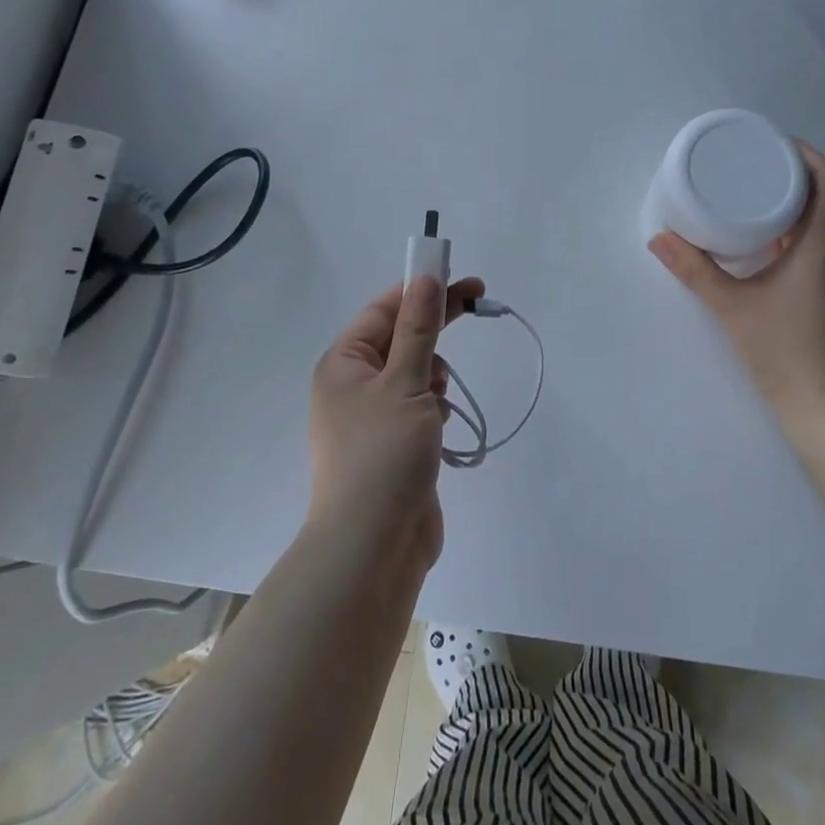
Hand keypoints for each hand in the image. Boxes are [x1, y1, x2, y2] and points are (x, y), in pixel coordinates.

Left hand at [307, 275, 484, 570]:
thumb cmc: (383, 455)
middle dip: (436, 327)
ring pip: (415, 373)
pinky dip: (434, 409)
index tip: (462, 278)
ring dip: (435, 378)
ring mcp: (372, 418)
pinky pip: (418, 407)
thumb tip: (425, 277)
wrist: (373, 547)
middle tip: (480, 301)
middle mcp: (352, 385)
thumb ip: (419, 329)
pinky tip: (438, 432)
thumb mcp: (406, 383)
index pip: (385, 309)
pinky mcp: (392, 445)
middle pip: (402, 338)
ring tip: (436, 404)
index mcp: (344, 363)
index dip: (423, 289)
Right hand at [648, 141, 824, 418]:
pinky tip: (752, 232)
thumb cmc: (782, 348)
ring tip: (744, 187)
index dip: (804, 152)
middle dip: (788, 168)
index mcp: (819, 243)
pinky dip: (784, 223)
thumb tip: (658, 238)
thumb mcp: (730, 305)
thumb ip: (693, 270)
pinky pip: (806, 238)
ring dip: (787, 196)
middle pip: (822, 191)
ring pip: (815, 216)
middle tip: (746, 159)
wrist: (820, 403)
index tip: (769, 141)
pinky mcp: (819, 287)